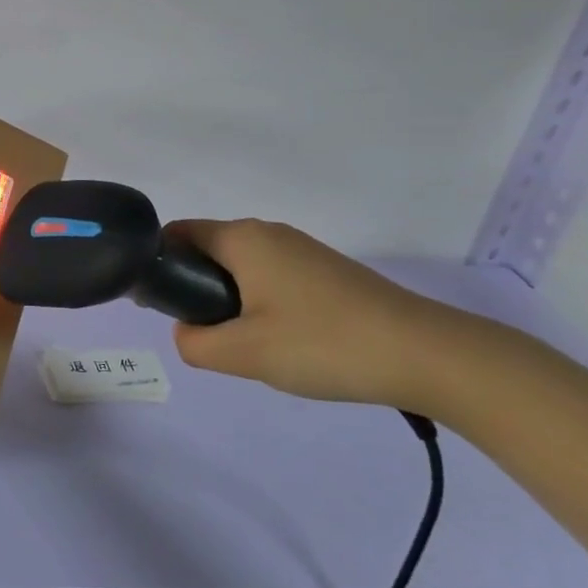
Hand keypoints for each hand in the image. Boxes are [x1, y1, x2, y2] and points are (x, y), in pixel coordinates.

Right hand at [163, 218, 487, 412]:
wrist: (428, 355)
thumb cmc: (323, 344)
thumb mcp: (243, 353)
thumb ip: (194, 343)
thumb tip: (187, 332)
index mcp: (242, 238)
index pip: (177, 234)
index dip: (159, 265)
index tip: (161, 306)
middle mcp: (269, 232)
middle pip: (209, 251)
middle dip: (197, 289)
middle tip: (207, 337)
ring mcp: (303, 250)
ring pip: (243, 268)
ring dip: (232, 301)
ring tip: (250, 346)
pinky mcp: (327, 271)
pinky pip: (273, 278)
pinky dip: (263, 304)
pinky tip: (287, 343)